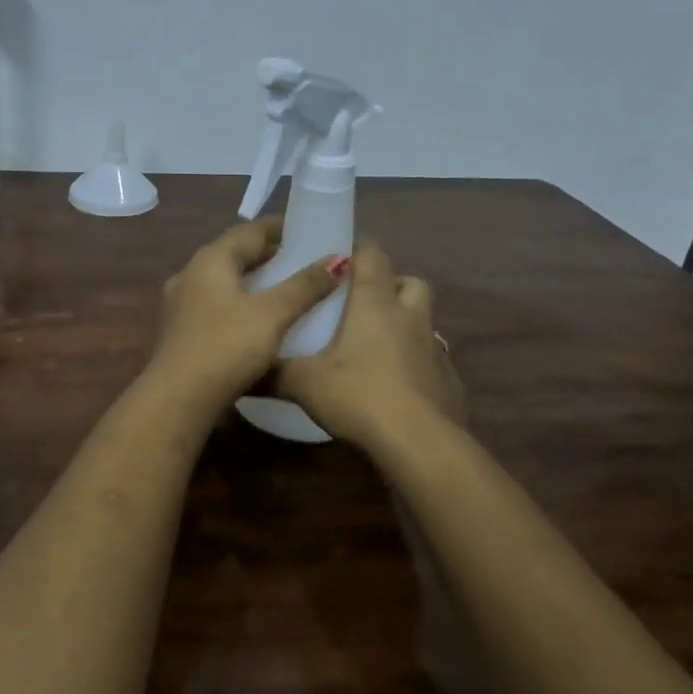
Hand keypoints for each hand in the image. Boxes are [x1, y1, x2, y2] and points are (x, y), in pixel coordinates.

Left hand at [145, 218, 347, 414]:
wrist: (179, 397)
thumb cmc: (227, 346)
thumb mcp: (272, 313)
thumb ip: (305, 286)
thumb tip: (338, 259)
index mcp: (211, 259)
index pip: (250, 230)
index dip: (281, 227)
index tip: (309, 228)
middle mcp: (191, 272)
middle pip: (235, 253)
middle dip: (269, 253)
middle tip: (305, 258)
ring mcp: (182, 302)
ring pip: (225, 280)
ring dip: (254, 279)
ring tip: (287, 286)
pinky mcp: (182, 329)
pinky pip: (217, 303)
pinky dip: (241, 301)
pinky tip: (259, 317)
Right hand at [277, 239, 465, 445]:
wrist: (420, 446)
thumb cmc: (360, 397)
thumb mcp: (304, 384)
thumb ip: (272, 372)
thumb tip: (243, 370)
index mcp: (376, 304)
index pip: (373, 255)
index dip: (358, 247)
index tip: (339, 254)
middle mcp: (410, 317)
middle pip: (410, 282)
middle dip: (390, 284)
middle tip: (362, 302)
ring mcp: (435, 349)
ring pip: (424, 319)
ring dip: (405, 322)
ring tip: (377, 344)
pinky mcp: (449, 381)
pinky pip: (433, 359)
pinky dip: (416, 362)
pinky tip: (397, 385)